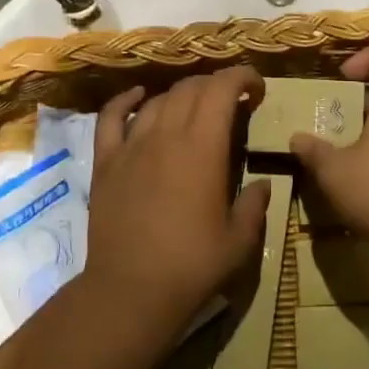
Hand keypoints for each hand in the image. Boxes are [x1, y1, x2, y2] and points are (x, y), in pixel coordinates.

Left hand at [86, 65, 273, 312]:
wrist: (131, 291)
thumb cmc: (192, 266)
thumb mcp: (240, 240)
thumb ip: (255, 205)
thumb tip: (262, 185)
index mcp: (204, 148)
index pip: (222, 89)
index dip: (242, 78)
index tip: (257, 88)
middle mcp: (166, 135)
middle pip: (191, 89)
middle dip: (216, 85)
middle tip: (233, 101)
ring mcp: (131, 146)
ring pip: (158, 100)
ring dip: (182, 94)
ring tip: (196, 106)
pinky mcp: (106, 162)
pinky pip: (112, 117)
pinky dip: (127, 100)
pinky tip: (139, 96)